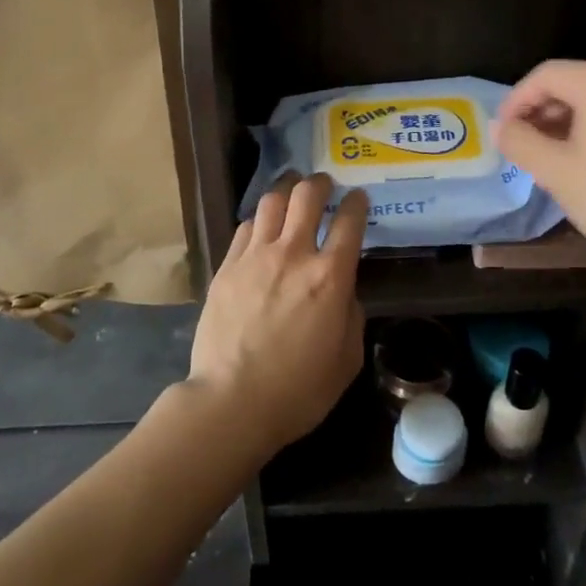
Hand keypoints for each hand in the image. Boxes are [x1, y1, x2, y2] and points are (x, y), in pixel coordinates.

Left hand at [187, 174, 367, 456]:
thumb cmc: (298, 390)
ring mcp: (255, 257)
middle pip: (307, 195)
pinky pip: (245, 227)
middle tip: (324, 185)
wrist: (232, 402)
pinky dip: (259, 220)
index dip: (358, 203)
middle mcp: (293, 254)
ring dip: (286, 191)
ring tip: (291, 193)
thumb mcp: (347, 359)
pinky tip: (262, 228)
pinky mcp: (226, 267)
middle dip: (320, 183)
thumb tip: (343, 292)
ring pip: (272, 201)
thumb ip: (351, 315)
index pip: (350, 221)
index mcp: (330, 277)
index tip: (359, 198)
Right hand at [493, 59, 585, 273]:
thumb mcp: (556, 172)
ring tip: (560, 159)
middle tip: (528, 148)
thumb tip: (500, 127)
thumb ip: (520, 142)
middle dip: (545, 113)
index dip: (516, 101)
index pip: (544, 76)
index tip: (503, 133)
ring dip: (574, 123)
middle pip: (575, 84)